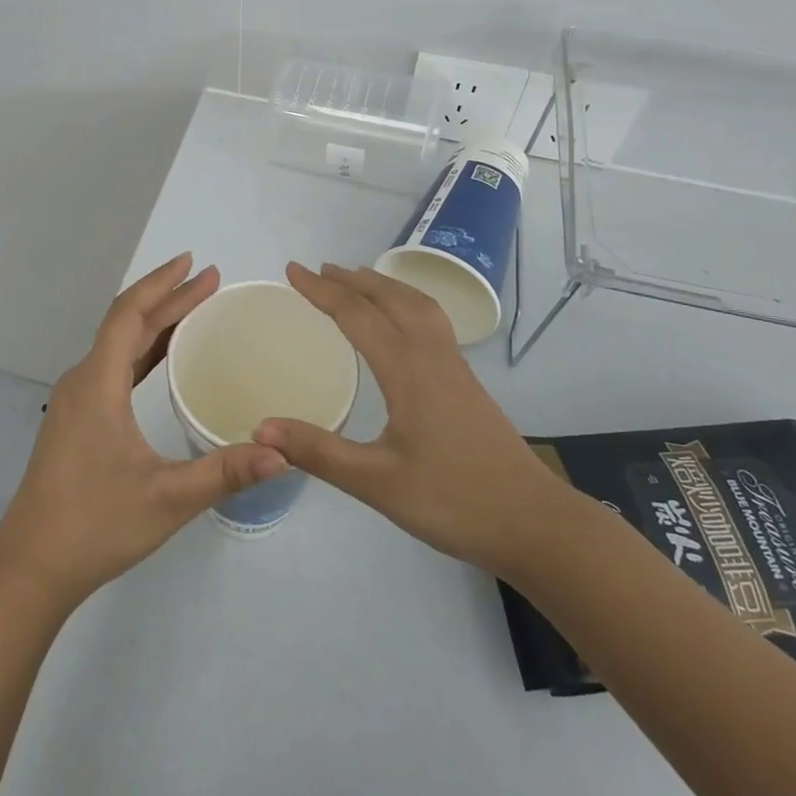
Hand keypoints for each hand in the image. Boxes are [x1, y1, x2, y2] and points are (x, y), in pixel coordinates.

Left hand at [0, 253, 287, 607]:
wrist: (31, 566)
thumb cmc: (94, 525)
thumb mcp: (167, 499)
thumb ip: (225, 473)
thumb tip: (284, 454)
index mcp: (97, 384)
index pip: (129, 314)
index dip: (161, 283)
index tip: (194, 262)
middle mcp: (83, 381)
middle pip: (126, 324)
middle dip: (168, 298)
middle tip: (210, 280)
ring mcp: (76, 401)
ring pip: (118, 345)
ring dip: (155, 323)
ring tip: (194, 308)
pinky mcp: (76, 420)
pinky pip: (113, 368)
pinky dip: (142, 351)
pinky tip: (162, 358)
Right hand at [254, 262, 579, 580]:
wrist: (534, 524)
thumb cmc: (454, 502)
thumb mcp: (377, 483)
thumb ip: (319, 452)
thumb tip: (261, 428)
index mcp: (408, 371)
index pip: (357, 316)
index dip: (322, 291)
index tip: (292, 270)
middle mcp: (432, 357)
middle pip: (390, 299)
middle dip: (352, 279)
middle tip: (318, 270)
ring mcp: (455, 368)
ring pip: (418, 305)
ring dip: (383, 285)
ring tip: (358, 279)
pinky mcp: (467, 383)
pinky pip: (432, 321)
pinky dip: (406, 302)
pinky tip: (402, 322)